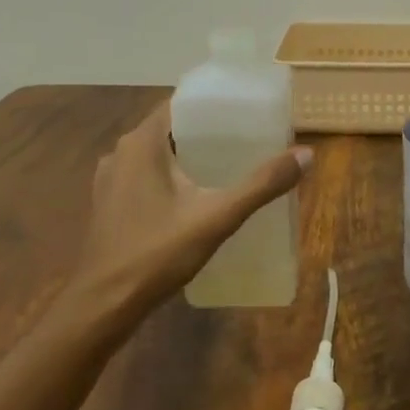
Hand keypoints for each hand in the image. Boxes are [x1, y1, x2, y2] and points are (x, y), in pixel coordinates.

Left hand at [72, 104, 310, 307]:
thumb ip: (261, 185)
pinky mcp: (109, 204)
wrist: (103, 306)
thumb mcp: (217, 217)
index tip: (245, 110)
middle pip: (170, 128)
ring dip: (188, 155)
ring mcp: (110, 180)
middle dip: (207, 132)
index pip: (180, 104)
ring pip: (156, 154)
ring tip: (228, 165)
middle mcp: (121, 152)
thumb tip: (306, 154)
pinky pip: (145, 176)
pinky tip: (195, 197)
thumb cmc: (157, 253)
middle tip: (247, 139)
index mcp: (141, 143)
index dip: (213, 104)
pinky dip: (170, 177)